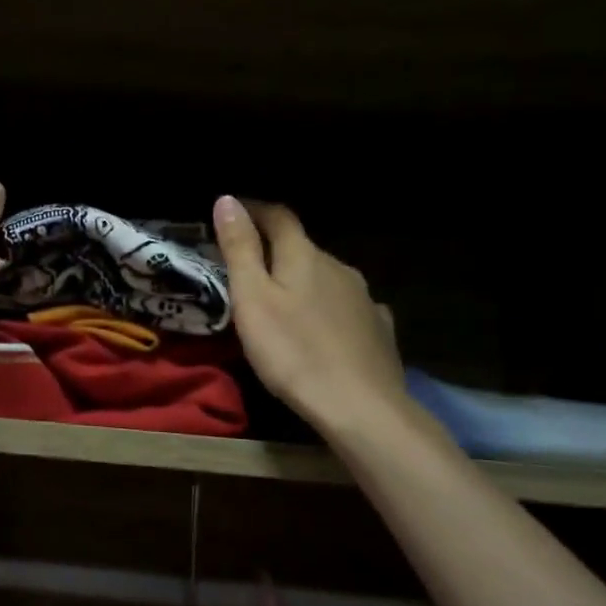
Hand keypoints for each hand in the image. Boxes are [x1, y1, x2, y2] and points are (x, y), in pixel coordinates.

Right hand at [213, 195, 407, 434]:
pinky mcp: (378, 328)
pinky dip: (329, 309)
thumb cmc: (293, 352)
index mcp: (304, 256)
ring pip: (326, 278)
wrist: (360, 406)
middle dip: (275, 251)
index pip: (278, 217)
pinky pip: (347, 307)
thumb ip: (240, 249)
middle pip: (303, 248)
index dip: (254, 210)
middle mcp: (338, 267)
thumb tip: (227, 199)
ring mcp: (364, 298)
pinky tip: (324, 328)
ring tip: (283, 304)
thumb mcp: (252, 300)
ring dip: (303, 282)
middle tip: (248, 270)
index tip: (233, 211)